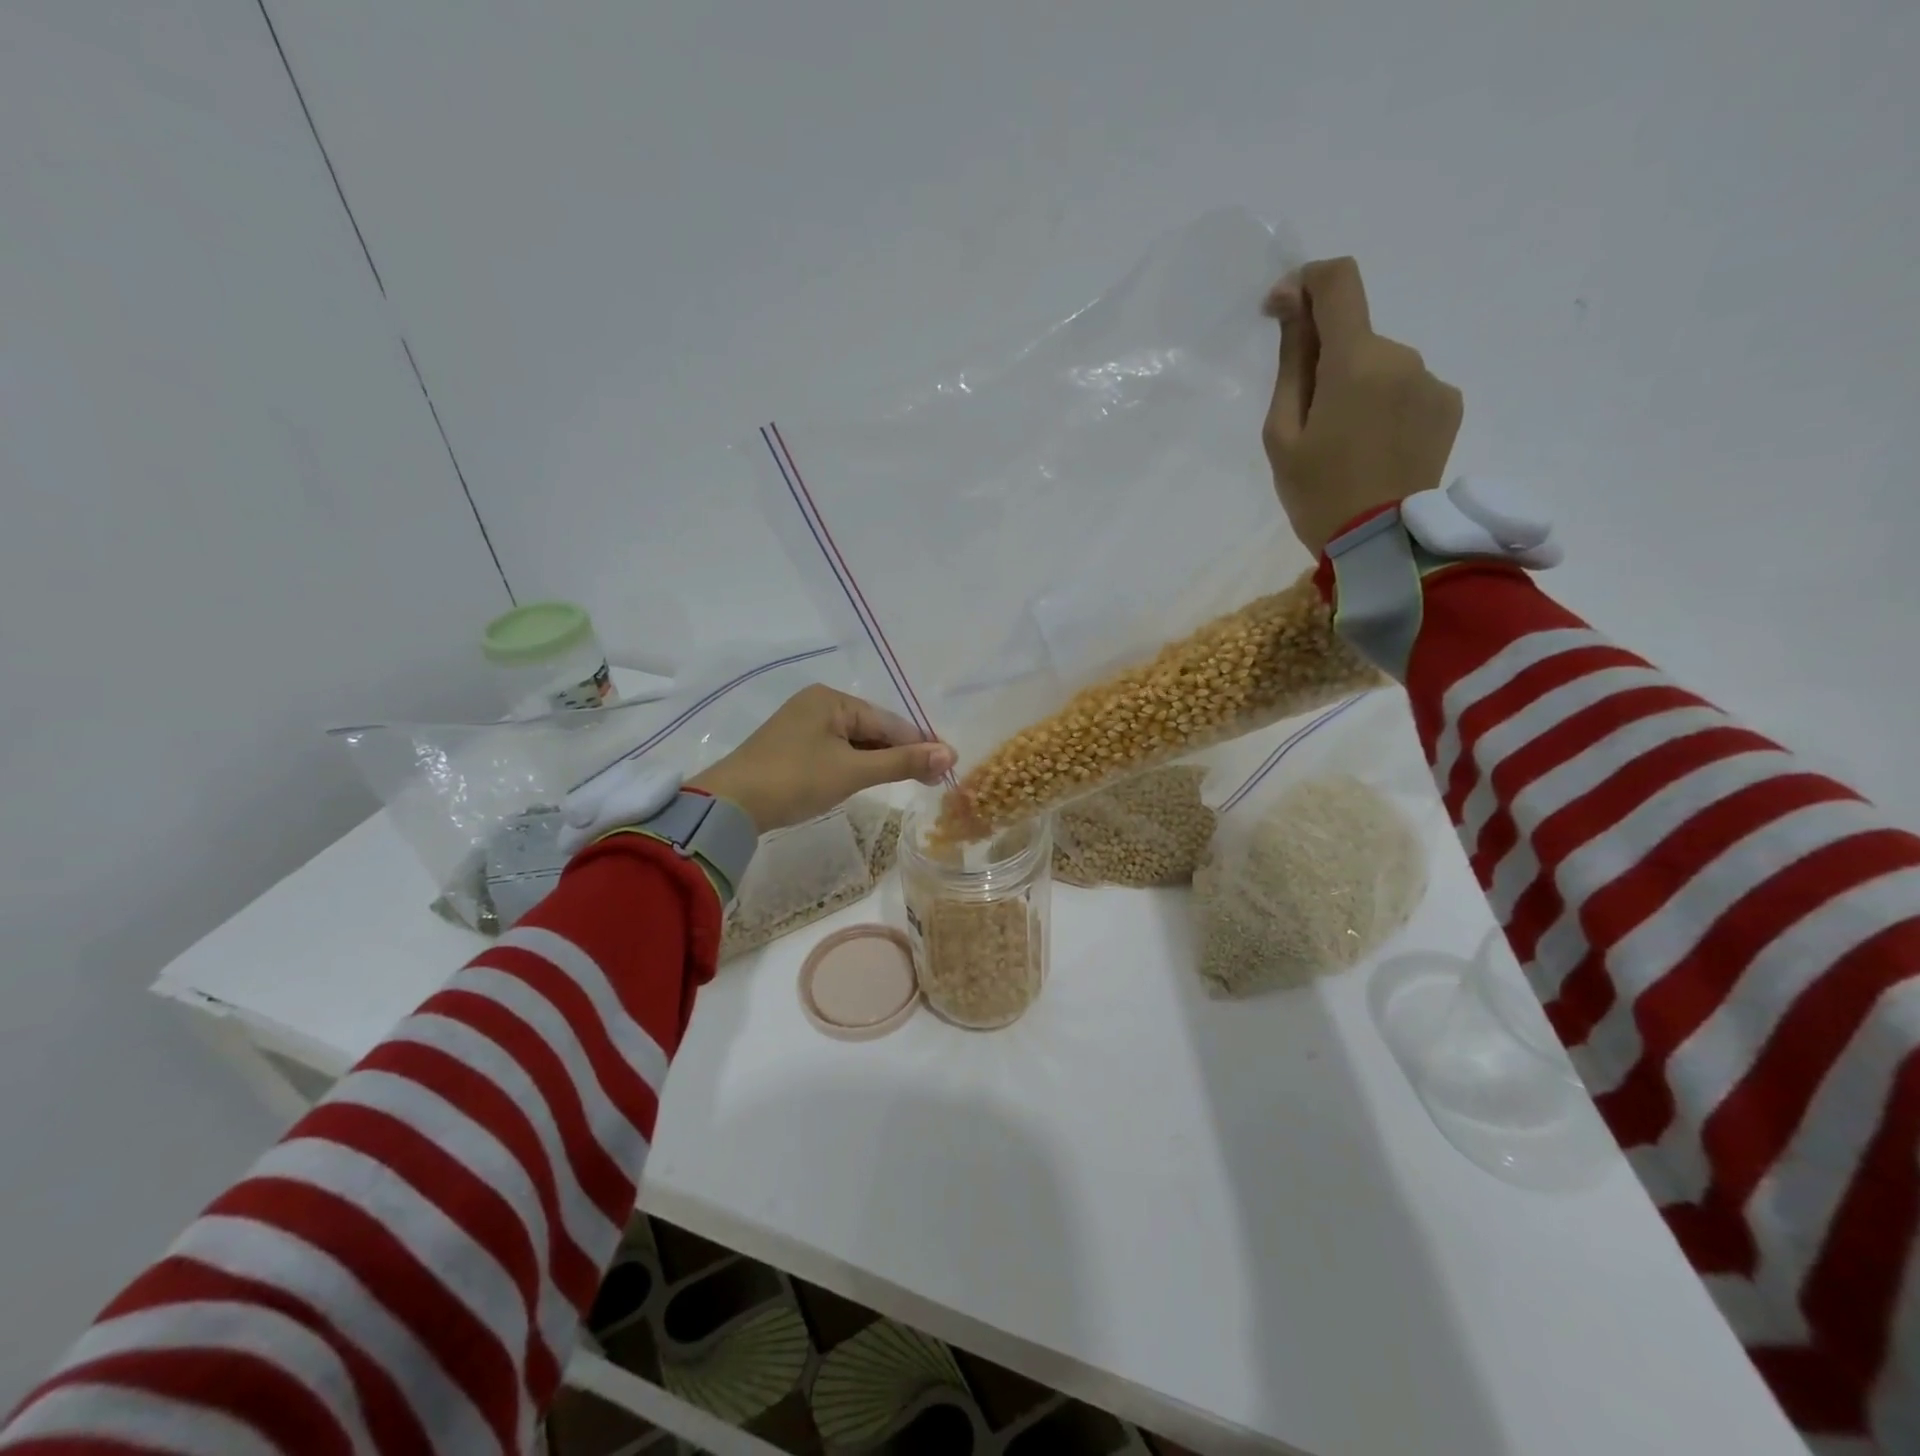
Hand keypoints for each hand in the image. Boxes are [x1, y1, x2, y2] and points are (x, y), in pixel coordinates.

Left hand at [689, 685, 954, 833]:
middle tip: (932, 779)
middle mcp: (818, 704)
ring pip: (855, 741)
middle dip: (900, 752)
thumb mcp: (853, 771)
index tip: (948, 765)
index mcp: (832, 699)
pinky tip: (869, 778)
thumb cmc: (795, 780)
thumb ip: (902, 762)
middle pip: (872, 728)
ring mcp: (802, 725)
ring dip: (880, 760)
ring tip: (909, 780)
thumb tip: (950, 755)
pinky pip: (836, 750)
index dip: (920, 743)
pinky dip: (856, 764)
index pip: (888, 721)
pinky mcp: (792, 746)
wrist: (729, 805)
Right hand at [1262, 257, 1463, 555]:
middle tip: (1309, 422)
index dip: (1306, 282)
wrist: (1382, 544)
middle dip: (1327, 362)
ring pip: (1380, 365)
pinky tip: (1374, 449)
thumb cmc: (1317, 494)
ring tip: (1343, 445)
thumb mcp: (1282, 434)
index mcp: (1356, 361)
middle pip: (1356, 336)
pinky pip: (1406, 388)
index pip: (1339, 281)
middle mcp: (1403, 355)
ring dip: (1357, 387)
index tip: (1281, 311)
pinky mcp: (1448, 405)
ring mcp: (1432, 380)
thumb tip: (1293, 304)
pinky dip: (1384, 405)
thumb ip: (1291, 363)